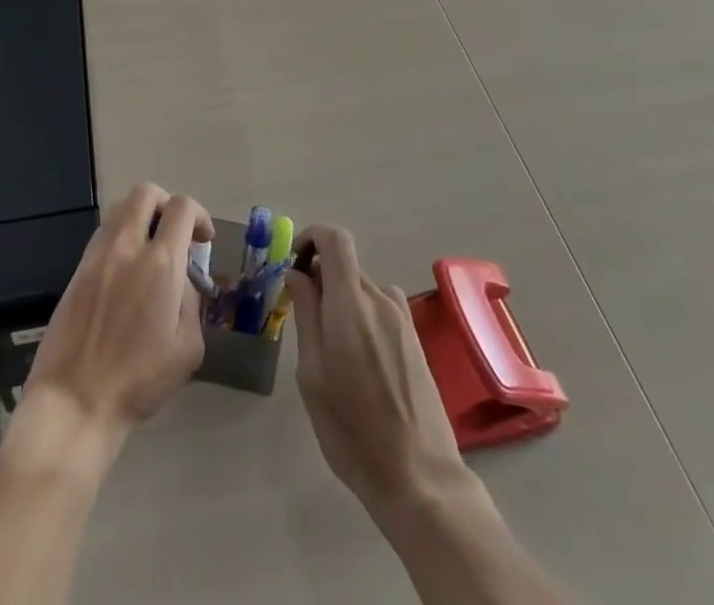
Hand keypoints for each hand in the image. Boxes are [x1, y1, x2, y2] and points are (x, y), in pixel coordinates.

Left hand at [23, 182, 211, 451]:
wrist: (75, 401)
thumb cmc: (139, 382)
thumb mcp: (188, 349)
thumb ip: (191, 303)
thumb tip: (182, 282)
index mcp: (160, 263)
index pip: (181, 207)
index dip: (199, 214)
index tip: (203, 239)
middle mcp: (127, 247)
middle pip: (145, 193)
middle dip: (166, 204)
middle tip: (175, 233)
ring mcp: (97, 255)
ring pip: (120, 209)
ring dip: (141, 219)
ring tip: (150, 251)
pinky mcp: (77, 270)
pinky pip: (103, 234)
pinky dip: (120, 238)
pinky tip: (125, 272)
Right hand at [286, 224, 466, 517]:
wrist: (419, 476)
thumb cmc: (352, 428)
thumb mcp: (312, 373)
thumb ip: (306, 314)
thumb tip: (297, 273)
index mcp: (352, 302)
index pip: (335, 238)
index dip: (311, 237)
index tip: (294, 264)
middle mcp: (381, 299)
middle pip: (346, 266)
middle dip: (321, 281)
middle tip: (304, 322)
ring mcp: (403, 318)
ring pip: (362, 290)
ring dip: (341, 303)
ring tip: (331, 353)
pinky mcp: (415, 339)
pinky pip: (380, 310)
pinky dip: (362, 319)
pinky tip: (359, 365)